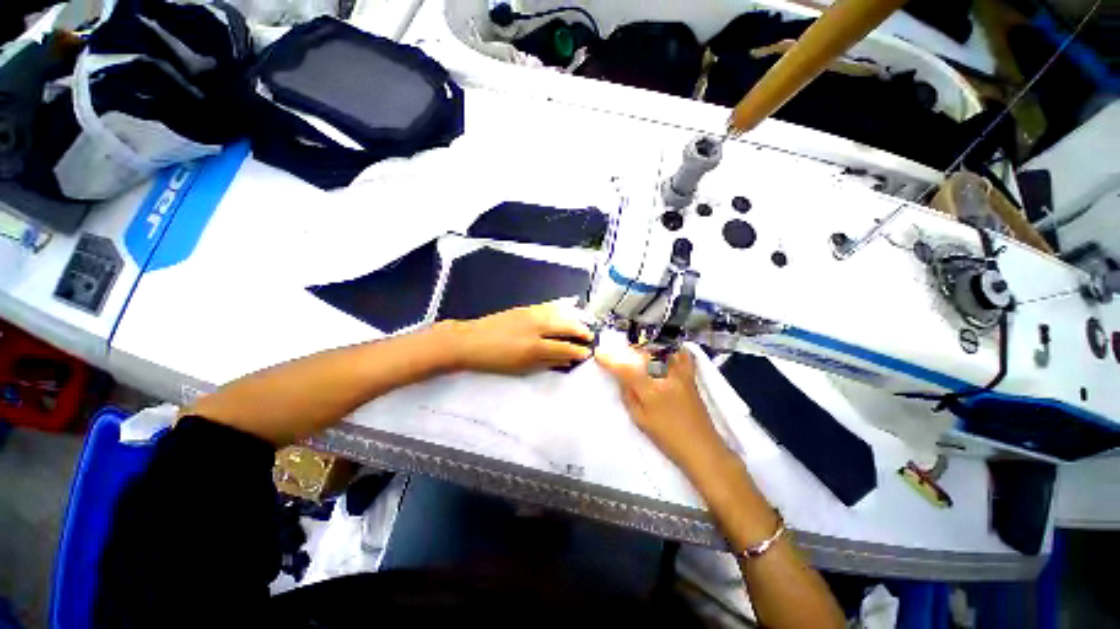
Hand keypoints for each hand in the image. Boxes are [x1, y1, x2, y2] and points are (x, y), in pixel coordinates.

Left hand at [442, 300, 594, 374]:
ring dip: (573, 319)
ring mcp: (531, 314)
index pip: (565, 348)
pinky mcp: (525, 307)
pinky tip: (566, 311)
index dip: (578, 351)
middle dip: (581, 332)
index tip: (587, 353)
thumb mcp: (521, 368)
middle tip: (590, 337)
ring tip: (581, 325)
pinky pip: (548, 307)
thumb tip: (565, 361)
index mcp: (535, 347)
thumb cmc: (494, 360)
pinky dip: (560, 310)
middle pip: (566, 327)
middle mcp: (537, 327)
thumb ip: (546, 363)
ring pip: (560, 314)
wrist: (470, 341)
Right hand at [595, 340, 730, 475]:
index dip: (610, 360)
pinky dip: (675, 352)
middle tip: (621, 355)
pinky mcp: (691, 377)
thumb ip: (629, 396)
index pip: (625, 370)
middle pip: (643, 355)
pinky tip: (668, 354)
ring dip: (649, 350)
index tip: (598, 353)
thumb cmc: (667, 437)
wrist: (702, 448)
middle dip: (629, 352)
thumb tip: (622, 380)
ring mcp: (681, 375)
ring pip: (662, 351)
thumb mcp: (640, 420)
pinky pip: (683, 357)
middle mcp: (665, 377)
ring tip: (643, 354)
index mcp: (650, 391)